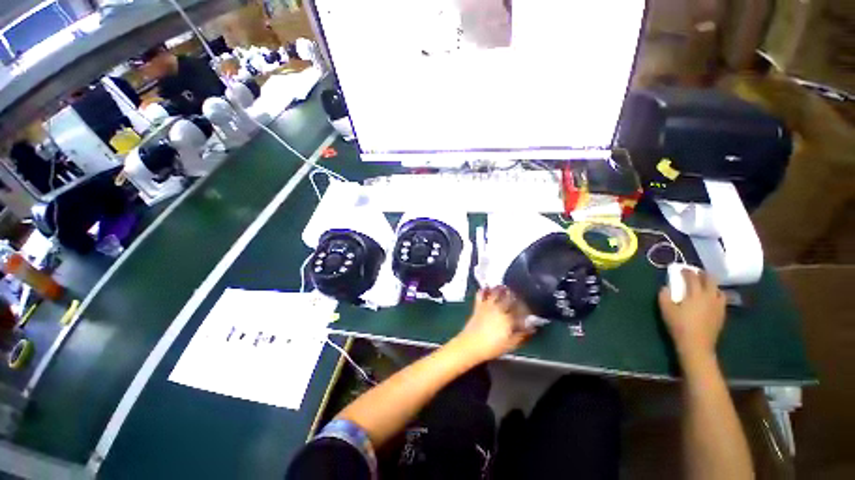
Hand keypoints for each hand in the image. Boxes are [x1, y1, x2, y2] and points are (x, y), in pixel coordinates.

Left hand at [453, 286, 534, 363]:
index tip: (529, 310)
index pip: (521, 310)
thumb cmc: (491, 347)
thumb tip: (531, 328)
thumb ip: (522, 335)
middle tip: (518, 296)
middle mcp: (498, 309)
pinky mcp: (478, 306)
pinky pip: (481, 294)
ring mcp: (487, 306)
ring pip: (496, 293)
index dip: (526, 309)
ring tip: (505, 288)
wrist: (470, 345)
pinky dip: (484, 290)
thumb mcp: (510, 345)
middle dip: (515, 296)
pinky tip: (487, 288)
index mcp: (508, 319)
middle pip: (509, 298)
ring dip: (501, 289)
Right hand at [659, 269, 725, 361]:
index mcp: (695, 294)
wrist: (697, 345)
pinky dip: (715, 295)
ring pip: (718, 289)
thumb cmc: (679, 326)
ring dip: (711, 285)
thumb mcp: (666, 310)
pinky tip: (710, 299)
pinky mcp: (721, 314)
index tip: (681, 269)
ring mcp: (718, 305)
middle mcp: (709, 296)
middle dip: (702, 274)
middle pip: (710, 280)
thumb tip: (666, 287)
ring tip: (704, 286)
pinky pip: (721, 299)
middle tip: (695, 273)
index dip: (687, 271)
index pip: (692, 277)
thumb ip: (664, 296)